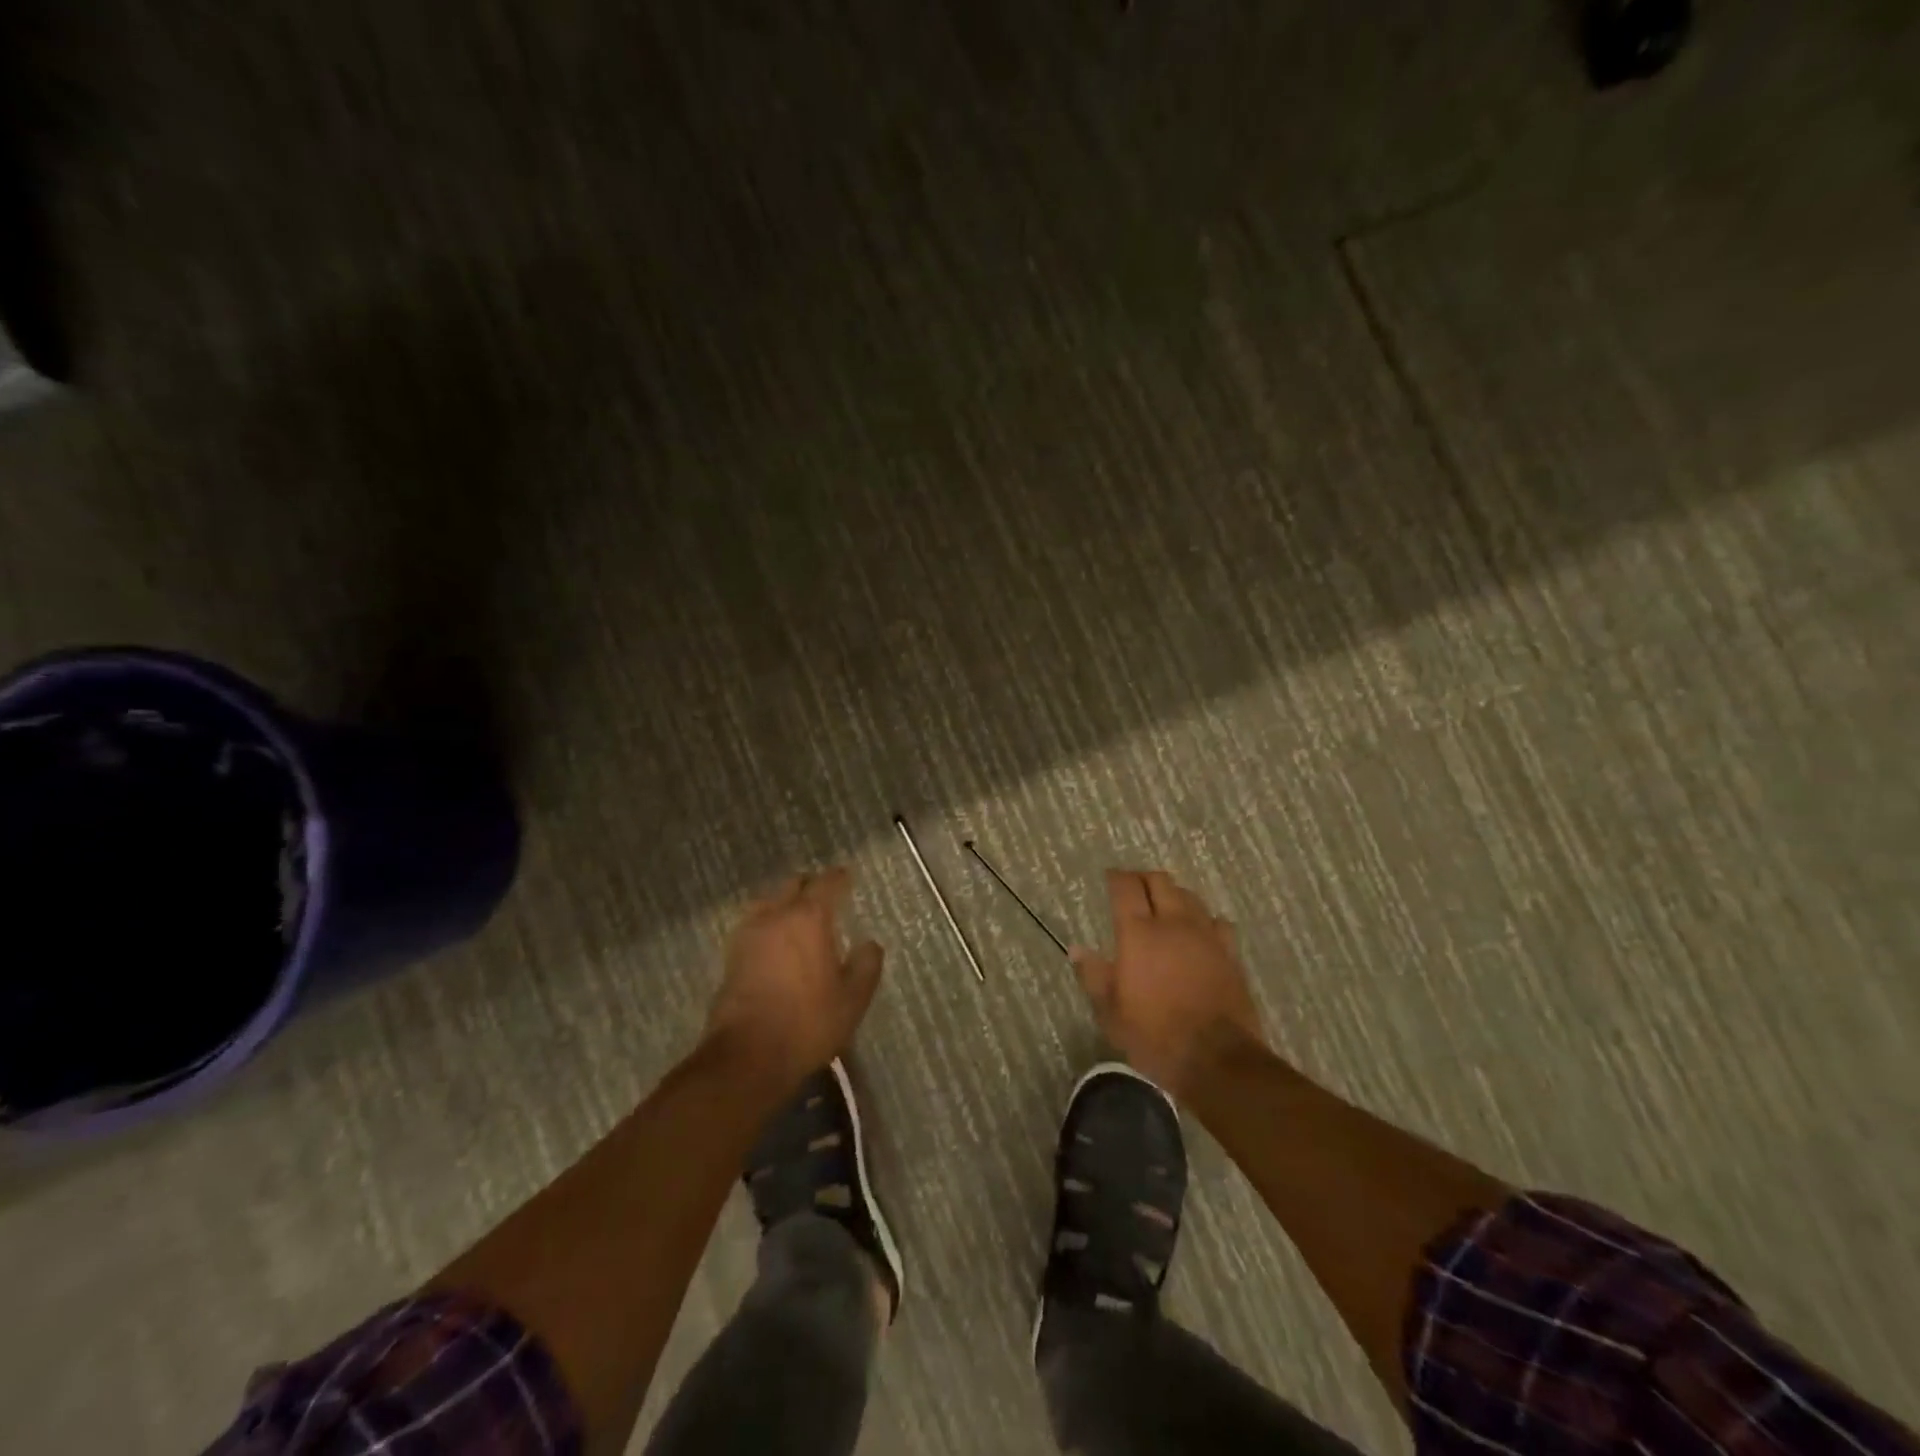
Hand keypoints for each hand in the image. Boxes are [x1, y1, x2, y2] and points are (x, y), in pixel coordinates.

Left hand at [705, 867, 884, 1091]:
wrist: (748, 1055)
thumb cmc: (808, 1023)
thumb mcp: (852, 999)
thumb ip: (866, 966)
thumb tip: (870, 944)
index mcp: (809, 918)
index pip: (826, 883)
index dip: (839, 877)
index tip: (847, 876)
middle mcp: (776, 916)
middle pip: (793, 885)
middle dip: (809, 885)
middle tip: (824, 895)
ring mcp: (749, 934)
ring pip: (769, 902)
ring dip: (784, 902)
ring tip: (797, 915)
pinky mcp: (731, 956)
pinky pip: (754, 924)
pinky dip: (767, 923)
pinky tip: (775, 940)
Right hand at [1071, 869, 1264, 1099]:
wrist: (1216, 1059)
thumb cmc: (1154, 1035)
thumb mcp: (1111, 1012)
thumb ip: (1093, 975)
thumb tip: (1077, 949)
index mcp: (1139, 933)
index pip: (1126, 887)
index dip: (1116, 877)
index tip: (1109, 877)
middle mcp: (1173, 923)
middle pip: (1160, 881)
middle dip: (1144, 878)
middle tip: (1133, 887)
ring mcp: (1205, 935)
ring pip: (1189, 896)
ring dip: (1173, 894)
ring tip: (1164, 906)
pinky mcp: (1230, 952)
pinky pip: (1217, 921)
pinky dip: (1204, 919)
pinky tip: (1200, 932)